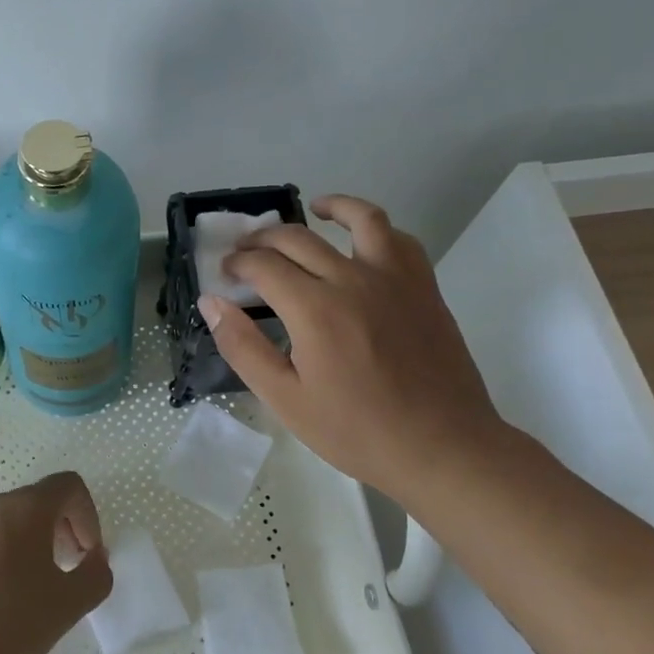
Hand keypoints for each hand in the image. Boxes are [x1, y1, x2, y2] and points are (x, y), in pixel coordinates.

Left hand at [0, 471, 112, 653]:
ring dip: (37, 546)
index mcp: (26, 507)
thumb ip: (96, 576)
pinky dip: (9, 559)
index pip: (69, 485)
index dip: (89, 515)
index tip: (88, 555)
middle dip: (65, 530)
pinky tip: (5, 602)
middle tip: (71, 570)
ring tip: (38, 590)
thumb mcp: (68, 604)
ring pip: (14, 522)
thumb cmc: (8, 619)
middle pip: (41, 501)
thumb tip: (95, 560)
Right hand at [201, 194, 506, 503]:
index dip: (238, 264)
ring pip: (361, 219)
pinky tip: (364, 241)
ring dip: (331, 206)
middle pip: (298, 238)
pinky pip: (400, 240)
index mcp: (314, 309)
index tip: (226, 274)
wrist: (442, 448)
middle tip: (247, 251)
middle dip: (263, 239)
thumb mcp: (285, 399)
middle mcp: (353, 280)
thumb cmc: (356, 430)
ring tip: (313, 208)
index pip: (263, 265)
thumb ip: (243, 347)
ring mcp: (394, 279)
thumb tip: (211, 303)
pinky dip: (377, 229)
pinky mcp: (424, 288)